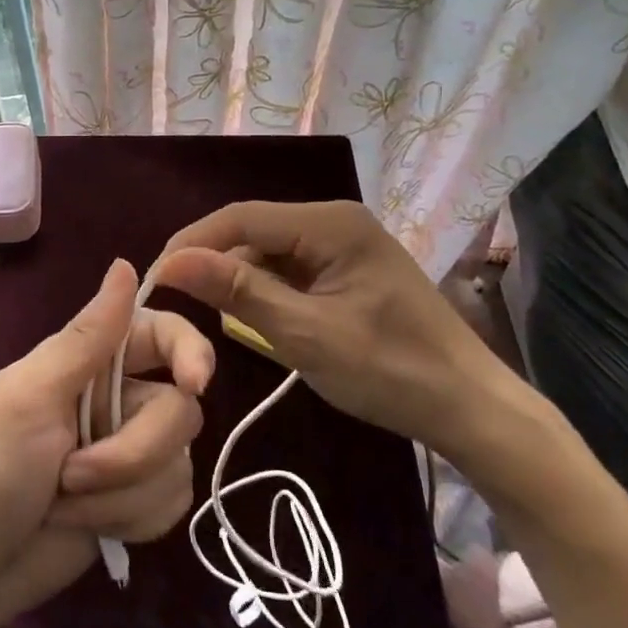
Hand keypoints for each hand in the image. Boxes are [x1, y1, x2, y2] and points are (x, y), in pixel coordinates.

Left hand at [0, 259, 213, 627]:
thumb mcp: (30, 397)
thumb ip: (87, 338)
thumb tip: (124, 263)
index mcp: (86, 363)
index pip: (159, 334)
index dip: (188, 350)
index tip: (194, 384)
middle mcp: (116, 400)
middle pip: (178, 411)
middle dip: (131, 454)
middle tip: (72, 475)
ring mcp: (128, 453)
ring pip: (178, 463)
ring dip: (121, 495)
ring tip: (64, 506)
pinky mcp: (134, 503)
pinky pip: (172, 504)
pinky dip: (130, 520)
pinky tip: (88, 528)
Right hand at [155, 200, 528, 463]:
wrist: (471, 409)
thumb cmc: (391, 371)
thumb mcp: (305, 334)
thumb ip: (238, 292)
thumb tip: (171, 262)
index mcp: (330, 223)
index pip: (240, 218)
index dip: (193, 244)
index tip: (156, 280)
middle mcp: (335, 220)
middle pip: (254, 231)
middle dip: (216, 263)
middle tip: (180, 304)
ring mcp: (344, 244)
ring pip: (270, 251)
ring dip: (241, 280)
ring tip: (217, 317)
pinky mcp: (348, 269)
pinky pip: (291, 269)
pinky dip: (268, 292)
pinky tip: (259, 320)